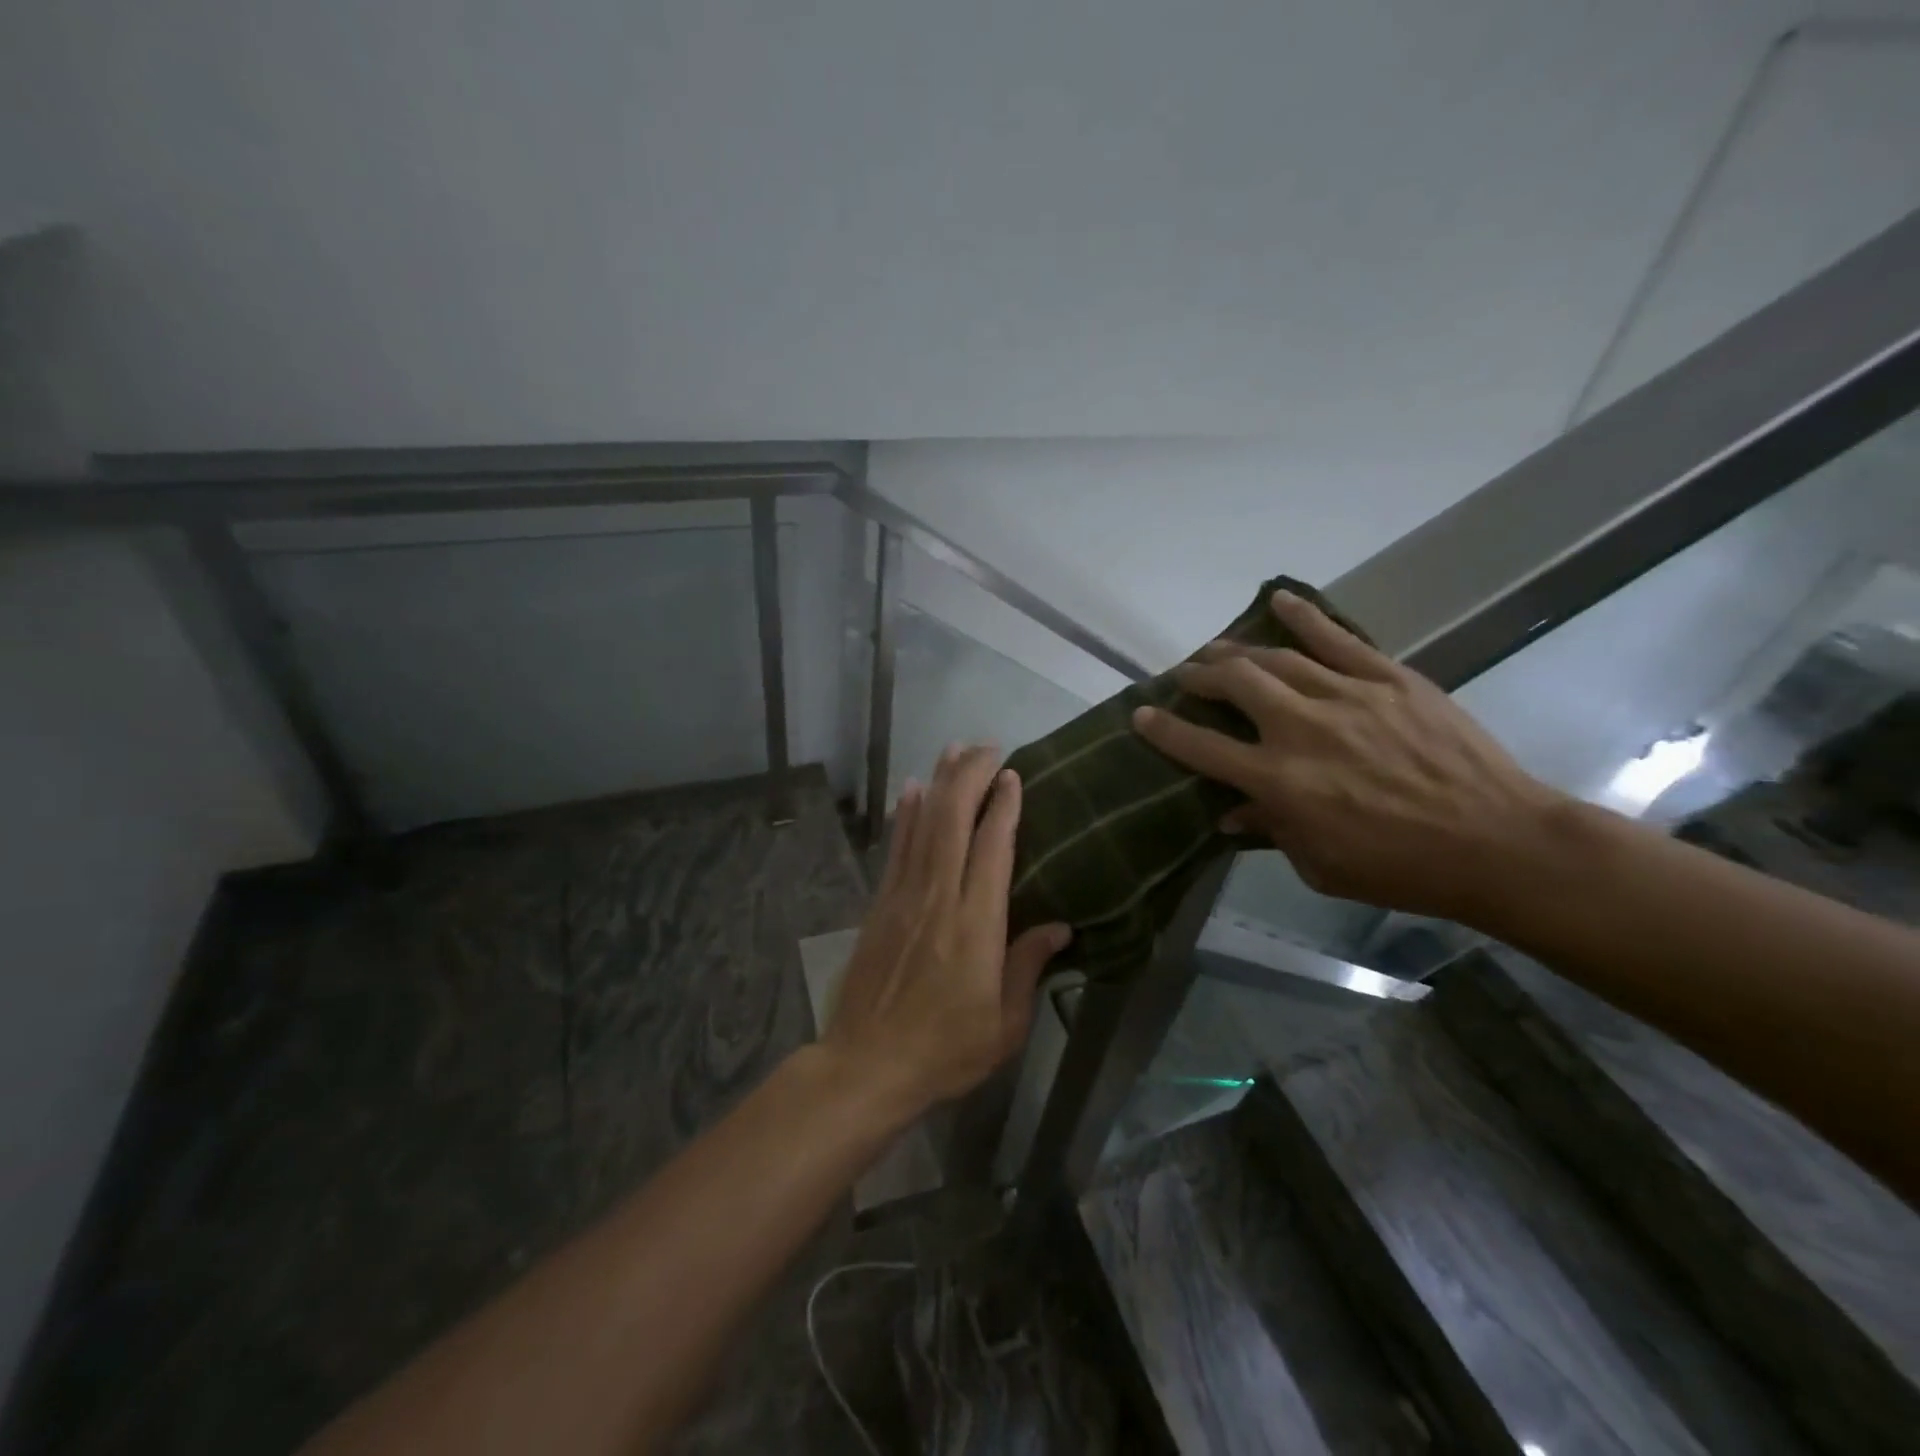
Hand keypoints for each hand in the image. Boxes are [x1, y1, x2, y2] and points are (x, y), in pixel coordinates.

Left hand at [822, 743, 1072, 1118]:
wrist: (866, 1066)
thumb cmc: (945, 1051)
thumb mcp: (1004, 1025)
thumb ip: (1029, 967)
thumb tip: (1060, 926)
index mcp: (977, 926)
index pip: (992, 849)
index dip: (1004, 807)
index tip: (1015, 775)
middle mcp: (939, 898)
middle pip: (953, 821)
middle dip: (971, 776)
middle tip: (989, 747)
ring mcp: (904, 897)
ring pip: (923, 824)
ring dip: (939, 782)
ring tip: (954, 749)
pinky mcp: (880, 905)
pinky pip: (896, 848)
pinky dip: (906, 814)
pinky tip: (913, 789)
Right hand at [1131, 590, 1568, 923]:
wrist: (1498, 843)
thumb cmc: (1401, 868)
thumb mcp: (1321, 867)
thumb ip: (1271, 831)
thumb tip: (1230, 814)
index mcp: (1280, 782)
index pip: (1203, 747)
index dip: (1164, 729)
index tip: (1140, 714)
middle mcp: (1302, 729)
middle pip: (1234, 685)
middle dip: (1200, 676)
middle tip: (1187, 676)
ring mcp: (1347, 696)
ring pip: (1276, 658)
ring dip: (1238, 650)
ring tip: (1218, 649)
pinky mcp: (1389, 679)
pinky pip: (1338, 638)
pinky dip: (1304, 617)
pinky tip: (1279, 601)